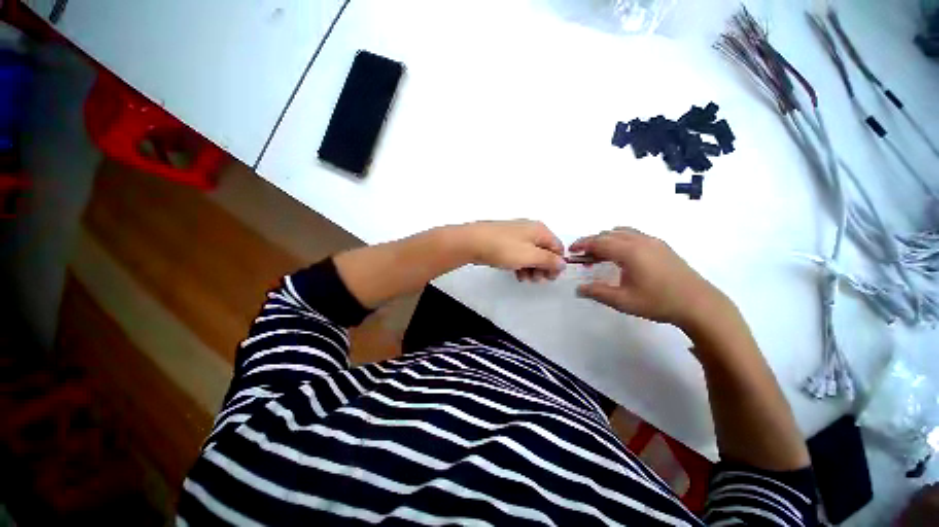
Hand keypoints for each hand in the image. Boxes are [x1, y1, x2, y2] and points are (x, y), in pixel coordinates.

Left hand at [458, 220, 565, 281]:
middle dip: (543, 267)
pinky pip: (518, 253)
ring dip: (531, 268)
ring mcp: (515, 234)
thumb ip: (549, 260)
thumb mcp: (530, 256)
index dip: (557, 264)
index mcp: (539, 230)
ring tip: (525, 279)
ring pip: (530, 254)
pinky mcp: (504, 240)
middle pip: (544, 251)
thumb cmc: (504, 248)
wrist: (473, 241)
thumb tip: (563, 263)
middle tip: (537, 281)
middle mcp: (529, 229)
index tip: (550, 278)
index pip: (557, 247)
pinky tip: (516, 274)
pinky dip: (520, 264)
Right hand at [570, 227, 730, 328]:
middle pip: (608, 234)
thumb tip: (578, 289)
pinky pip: (634, 235)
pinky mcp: (662, 246)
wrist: (699, 304)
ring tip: (600, 255)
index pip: (598, 242)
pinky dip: (620, 240)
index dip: (582, 245)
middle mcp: (640, 241)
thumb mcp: (622, 301)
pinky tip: (621, 255)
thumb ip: (597, 292)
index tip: (571, 251)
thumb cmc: (658, 302)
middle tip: (583, 257)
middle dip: (592, 243)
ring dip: (606, 240)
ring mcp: (653, 241)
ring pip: (622, 232)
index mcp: (629, 251)